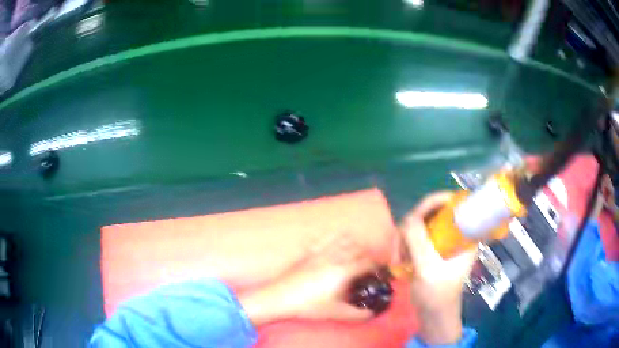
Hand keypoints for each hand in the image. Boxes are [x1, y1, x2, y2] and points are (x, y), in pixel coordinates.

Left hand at [239, 238, 375, 325]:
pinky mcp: (309, 252)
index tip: (382, 270)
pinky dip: (335, 237)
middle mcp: (336, 256)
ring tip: (357, 253)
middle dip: (368, 256)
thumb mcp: (337, 313)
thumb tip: (373, 313)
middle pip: (358, 249)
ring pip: (344, 240)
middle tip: (371, 266)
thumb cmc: (310, 305)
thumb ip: (358, 314)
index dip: (378, 265)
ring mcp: (321, 252)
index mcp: (345, 270)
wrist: (281, 297)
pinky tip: (336, 239)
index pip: (368, 262)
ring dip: (354, 245)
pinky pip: (325, 239)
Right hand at [400, 192, 477, 344]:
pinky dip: (404, 245)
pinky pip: (414, 236)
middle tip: (401, 244)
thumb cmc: (438, 295)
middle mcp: (455, 233)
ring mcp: (442, 241)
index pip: (454, 203)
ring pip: (420, 224)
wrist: (433, 315)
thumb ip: (419, 241)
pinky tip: (399, 260)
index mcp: (465, 234)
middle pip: (432, 212)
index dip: (436, 201)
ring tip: (398, 258)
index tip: (416, 214)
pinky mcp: (431, 249)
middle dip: (413, 225)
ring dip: (405, 238)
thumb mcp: (428, 268)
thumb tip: (407, 217)